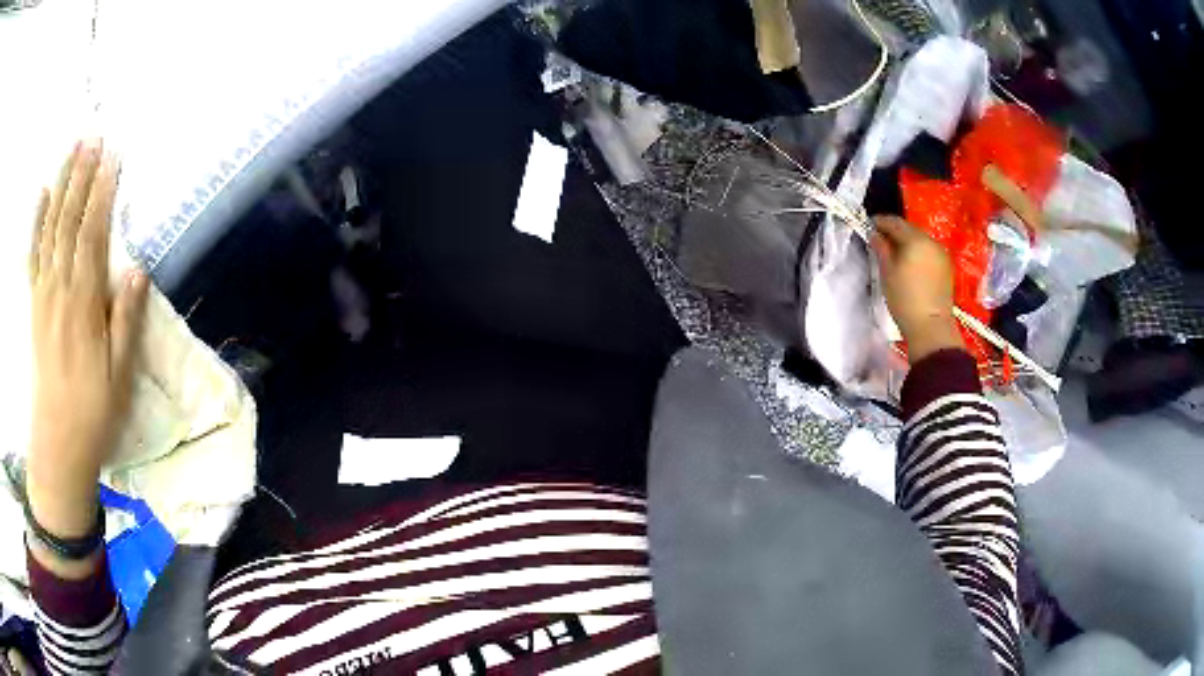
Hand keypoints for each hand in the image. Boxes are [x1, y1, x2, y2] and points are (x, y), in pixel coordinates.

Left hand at [27, 140, 148, 557]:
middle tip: (94, 136)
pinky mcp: (34, 304)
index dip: (102, 192)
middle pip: (69, 221)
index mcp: (83, 304)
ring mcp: (43, 294)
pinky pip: (33, 254)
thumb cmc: (93, 411)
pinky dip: (36, 221)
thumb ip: (126, 320)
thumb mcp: (119, 375)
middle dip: (82, 176)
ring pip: (51, 228)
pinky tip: (41, 194)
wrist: (58, 443)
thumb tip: (137, 269)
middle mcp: (60, 289)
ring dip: (61, 185)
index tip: (113, 156)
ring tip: (73, 149)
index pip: (92, 234)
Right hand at [870, 216, 962, 362]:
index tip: (870, 225)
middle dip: (895, 232)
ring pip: (920, 241)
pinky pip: (928, 252)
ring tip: (895, 253)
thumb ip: (881, 249)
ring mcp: (941, 254)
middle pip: (910, 230)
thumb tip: (875, 234)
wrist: (931, 327)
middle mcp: (931, 241)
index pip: (895, 222)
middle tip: (881, 240)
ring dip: (907, 243)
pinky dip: (918, 253)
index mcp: (915, 240)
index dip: (881, 222)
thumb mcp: (887, 273)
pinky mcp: (946, 267)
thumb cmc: (905, 299)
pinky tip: (910, 264)